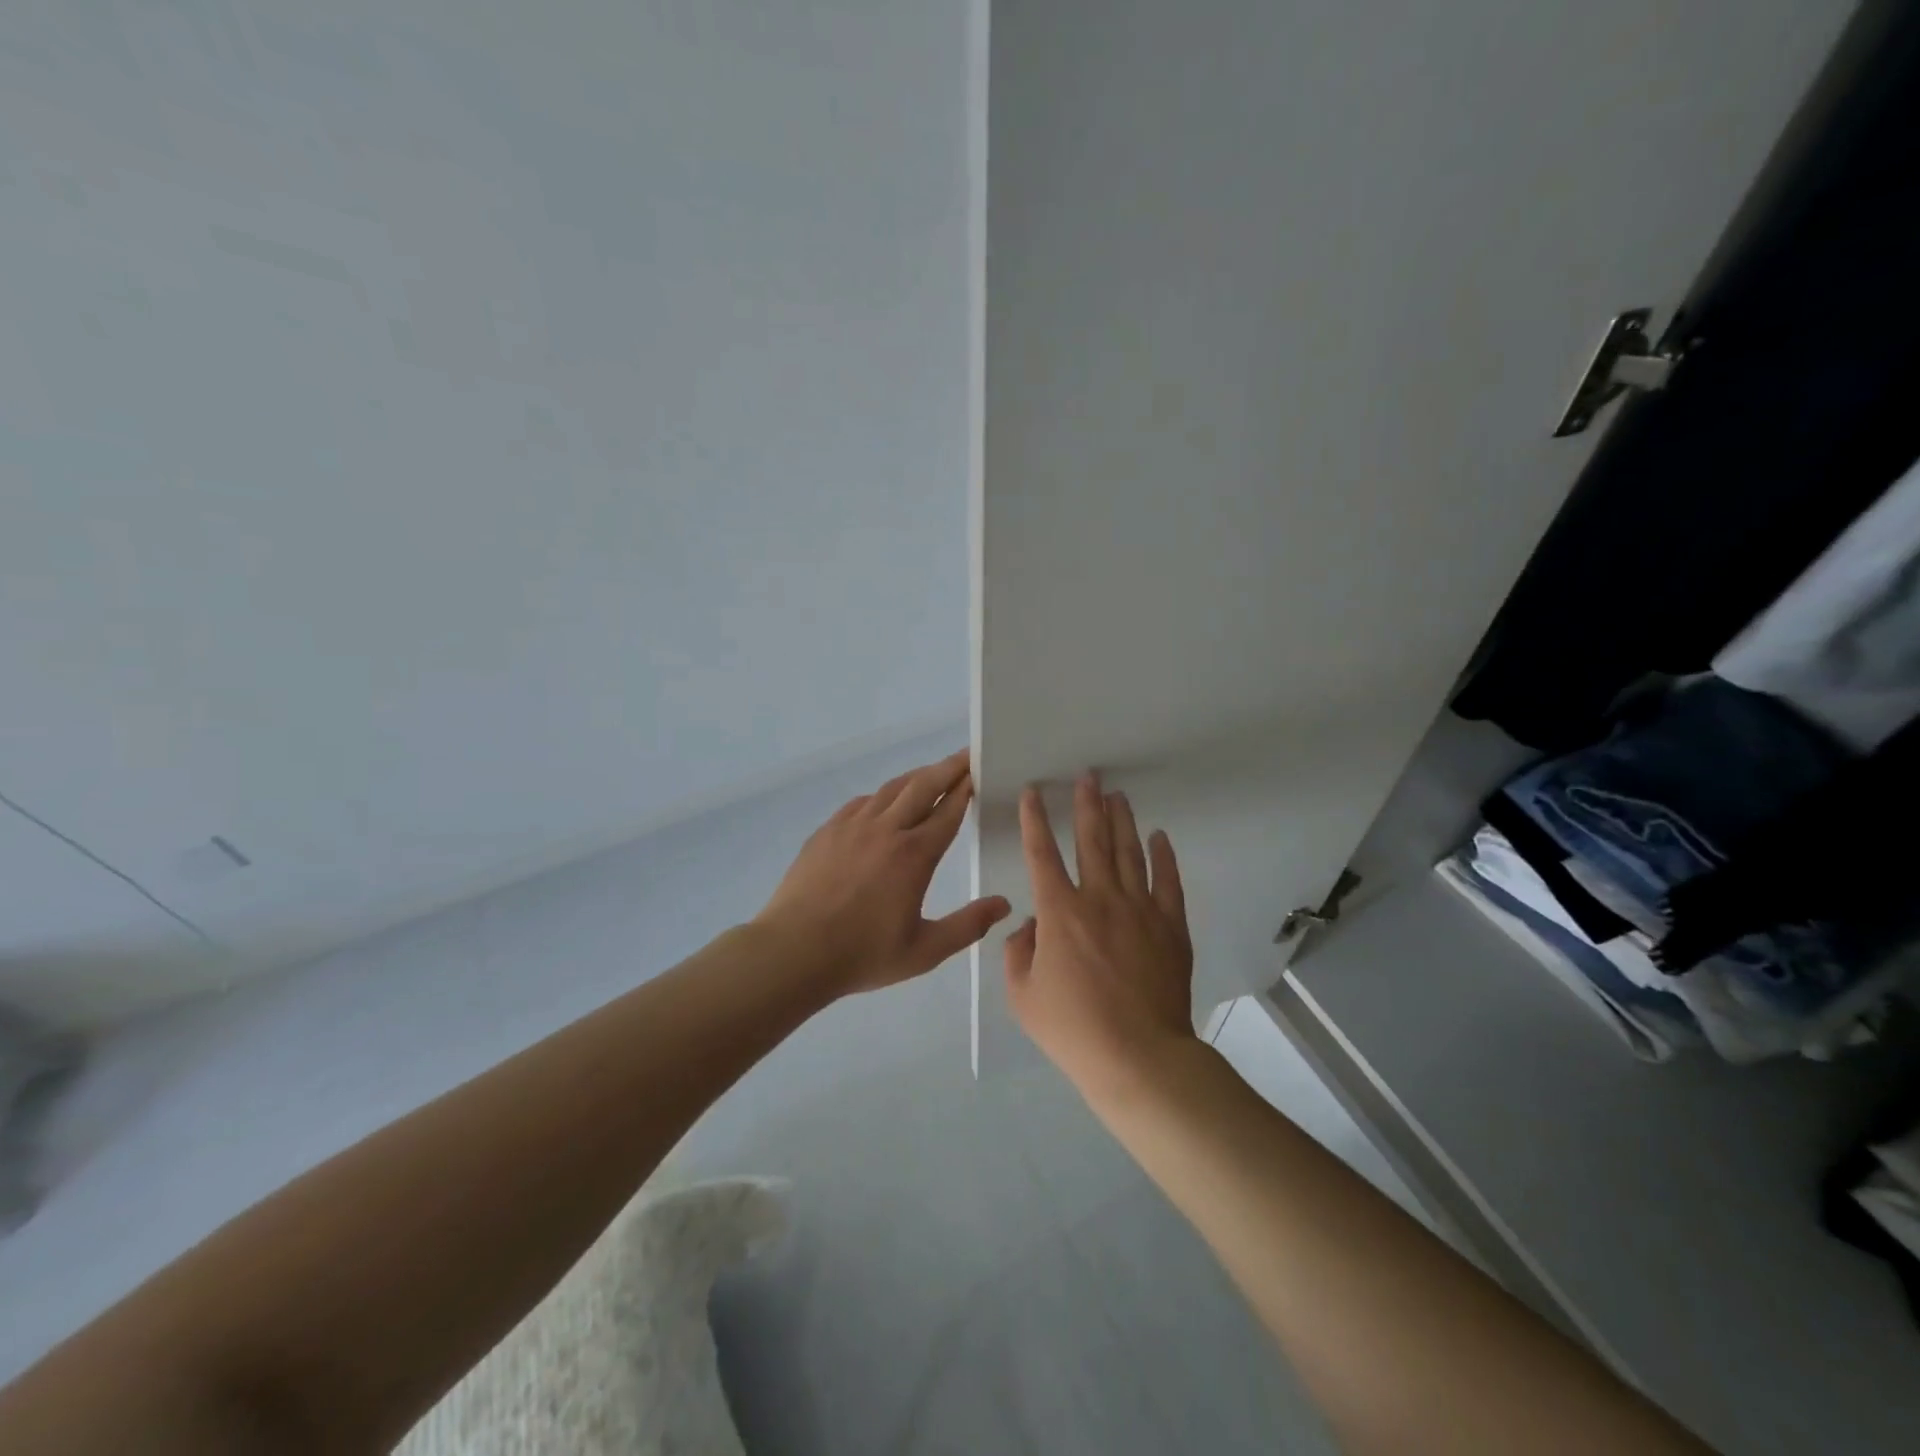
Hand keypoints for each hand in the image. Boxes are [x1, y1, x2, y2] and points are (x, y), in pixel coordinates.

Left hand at [756, 749, 1011, 997]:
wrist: (794, 950)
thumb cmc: (862, 954)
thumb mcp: (924, 951)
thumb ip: (967, 926)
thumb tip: (1003, 904)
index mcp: (914, 855)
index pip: (948, 811)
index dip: (966, 789)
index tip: (978, 772)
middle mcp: (886, 830)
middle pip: (923, 786)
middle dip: (948, 768)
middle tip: (965, 756)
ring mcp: (852, 826)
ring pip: (891, 789)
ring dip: (916, 777)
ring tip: (931, 773)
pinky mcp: (827, 830)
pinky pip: (862, 802)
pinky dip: (883, 795)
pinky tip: (884, 802)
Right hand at [1005, 772, 1196, 1098]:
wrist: (1138, 1056)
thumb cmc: (1073, 1029)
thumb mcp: (1022, 996)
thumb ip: (1017, 953)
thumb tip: (1032, 926)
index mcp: (1059, 912)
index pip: (1042, 853)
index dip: (1035, 819)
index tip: (1035, 792)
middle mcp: (1099, 899)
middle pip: (1092, 840)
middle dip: (1086, 804)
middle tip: (1087, 776)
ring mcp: (1139, 910)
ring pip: (1129, 852)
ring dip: (1122, 820)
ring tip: (1117, 795)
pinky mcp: (1170, 927)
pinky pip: (1168, 882)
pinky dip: (1164, 856)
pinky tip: (1160, 837)